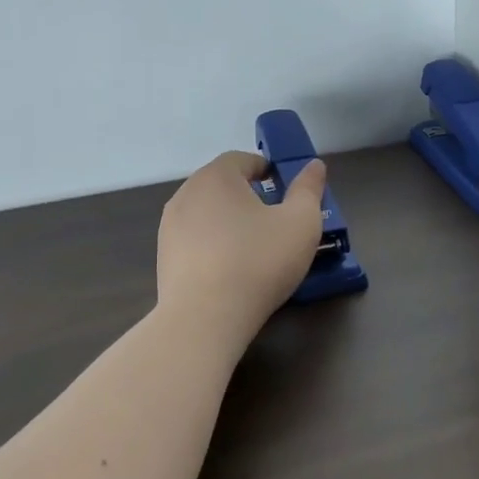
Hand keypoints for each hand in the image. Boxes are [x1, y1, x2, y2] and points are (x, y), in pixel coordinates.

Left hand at [156, 150, 328, 340]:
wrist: (204, 319)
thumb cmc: (258, 261)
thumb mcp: (300, 222)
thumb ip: (309, 189)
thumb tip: (314, 166)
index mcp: (216, 176)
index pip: (243, 160)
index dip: (267, 171)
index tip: (285, 192)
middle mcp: (186, 193)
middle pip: (223, 185)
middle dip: (249, 196)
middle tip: (275, 221)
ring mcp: (170, 227)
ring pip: (207, 213)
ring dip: (230, 222)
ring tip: (254, 248)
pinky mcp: (164, 258)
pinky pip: (195, 240)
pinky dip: (213, 245)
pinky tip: (231, 270)